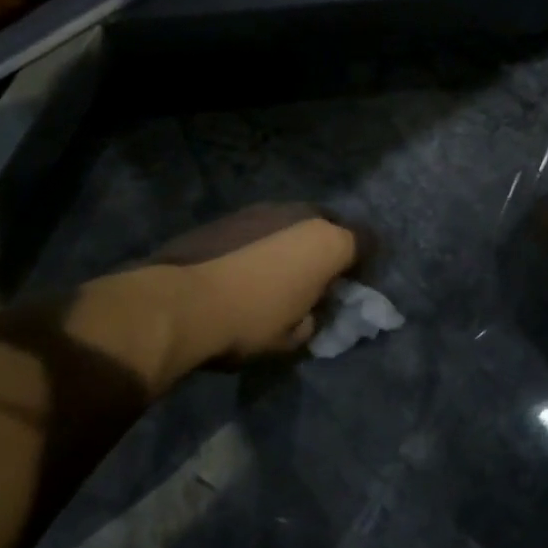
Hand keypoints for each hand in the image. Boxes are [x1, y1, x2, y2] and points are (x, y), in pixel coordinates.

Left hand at [152, 203, 362, 363]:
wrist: (181, 304)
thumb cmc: (251, 323)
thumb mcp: (294, 337)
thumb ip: (313, 317)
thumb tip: (309, 310)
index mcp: (328, 243)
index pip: (366, 242)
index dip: (363, 264)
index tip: (349, 285)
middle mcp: (302, 214)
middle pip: (330, 224)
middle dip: (327, 246)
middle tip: (313, 276)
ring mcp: (263, 209)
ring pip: (292, 221)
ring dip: (292, 241)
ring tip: (274, 270)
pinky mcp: (229, 215)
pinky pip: (260, 226)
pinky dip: (260, 241)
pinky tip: (243, 266)